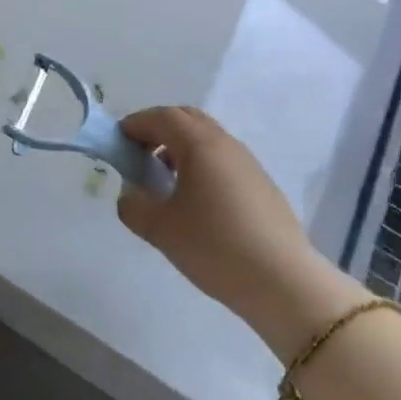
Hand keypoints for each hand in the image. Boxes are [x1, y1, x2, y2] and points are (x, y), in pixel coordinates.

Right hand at [117, 107, 367, 360]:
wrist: (283, 282)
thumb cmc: (214, 246)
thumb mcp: (161, 229)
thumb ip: (133, 206)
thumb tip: (130, 194)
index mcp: (198, 144)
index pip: (161, 117)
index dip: (135, 124)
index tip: (117, 142)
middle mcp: (224, 143)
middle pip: (186, 119)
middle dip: (158, 129)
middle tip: (139, 155)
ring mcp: (248, 162)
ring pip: (207, 139)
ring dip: (180, 148)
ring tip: (165, 180)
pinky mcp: (262, 184)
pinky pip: (223, 159)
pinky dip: (201, 164)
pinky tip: (196, 201)